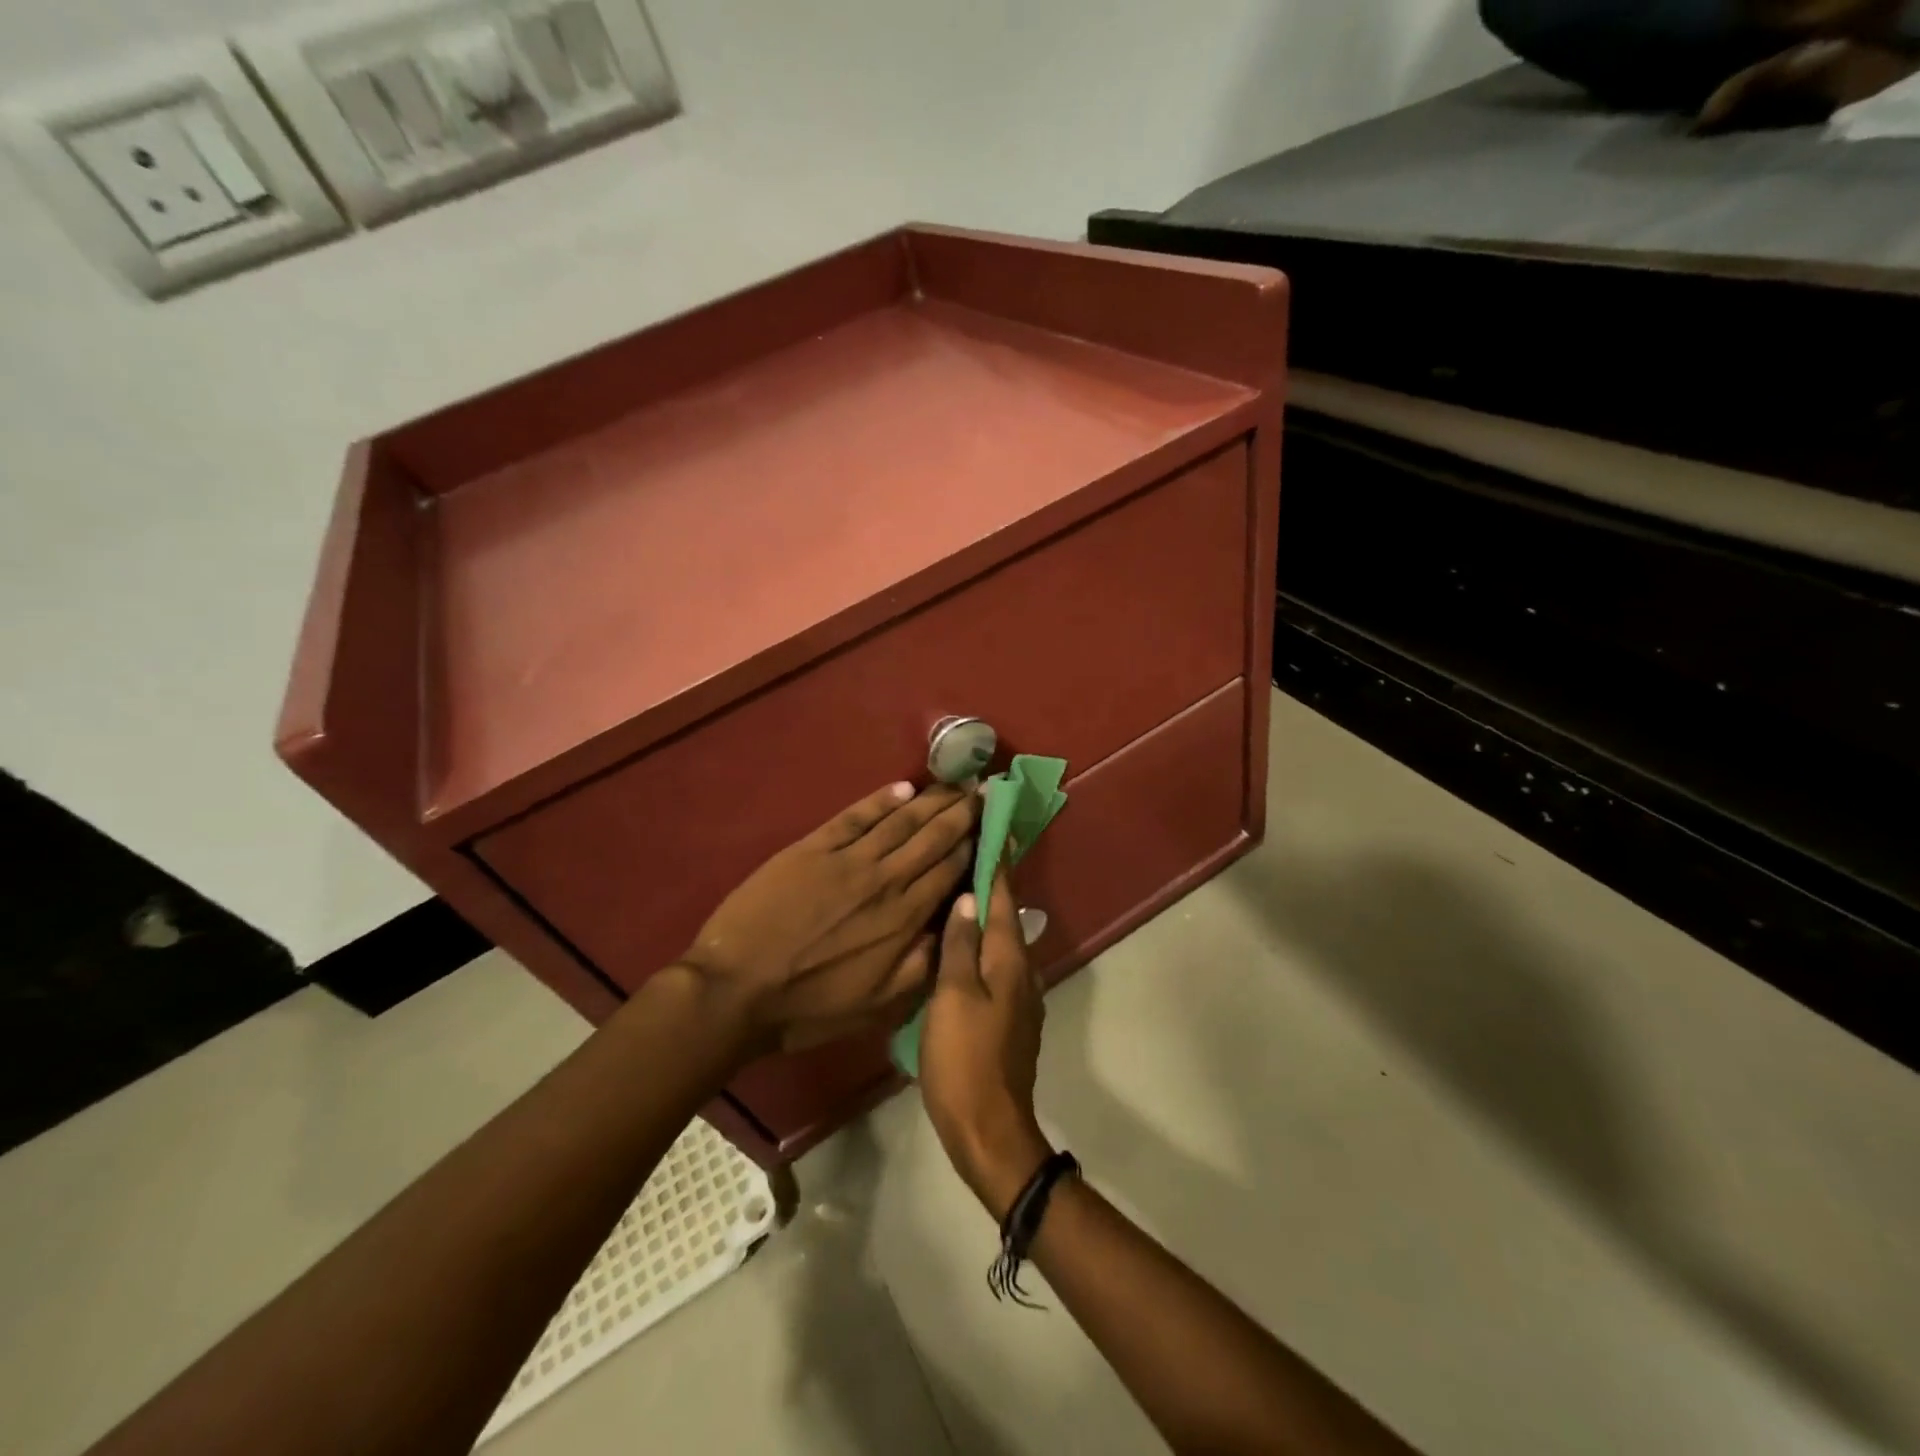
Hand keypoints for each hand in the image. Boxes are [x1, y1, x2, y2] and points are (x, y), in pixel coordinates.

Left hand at [681, 781, 978, 1053]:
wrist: (737, 989)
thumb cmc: (810, 1005)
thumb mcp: (879, 1004)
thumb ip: (924, 965)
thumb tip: (958, 925)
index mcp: (905, 918)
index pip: (952, 869)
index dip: (977, 843)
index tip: (995, 823)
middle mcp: (886, 879)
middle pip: (934, 836)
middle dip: (963, 812)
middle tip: (984, 789)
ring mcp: (849, 859)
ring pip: (902, 820)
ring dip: (932, 799)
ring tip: (955, 783)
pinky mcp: (814, 847)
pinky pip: (856, 816)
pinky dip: (881, 799)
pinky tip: (903, 788)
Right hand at [920, 868, 1054, 1216]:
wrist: (988, 1127)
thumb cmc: (964, 1058)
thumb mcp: (953, 996)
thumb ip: (960, 945)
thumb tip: (969, 898)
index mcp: (1009, 958)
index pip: (1003, 896)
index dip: (997, 861)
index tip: (992, 826)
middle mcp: (1022, 969)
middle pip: (1005, 915)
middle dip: (990, 882)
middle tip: (965, 851)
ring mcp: (1019, 995)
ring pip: (1000, 940)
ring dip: (985, 913)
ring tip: (957, 889)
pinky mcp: (1009, 1016)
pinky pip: (995, 964)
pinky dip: (980, 944)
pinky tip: (958, 944)